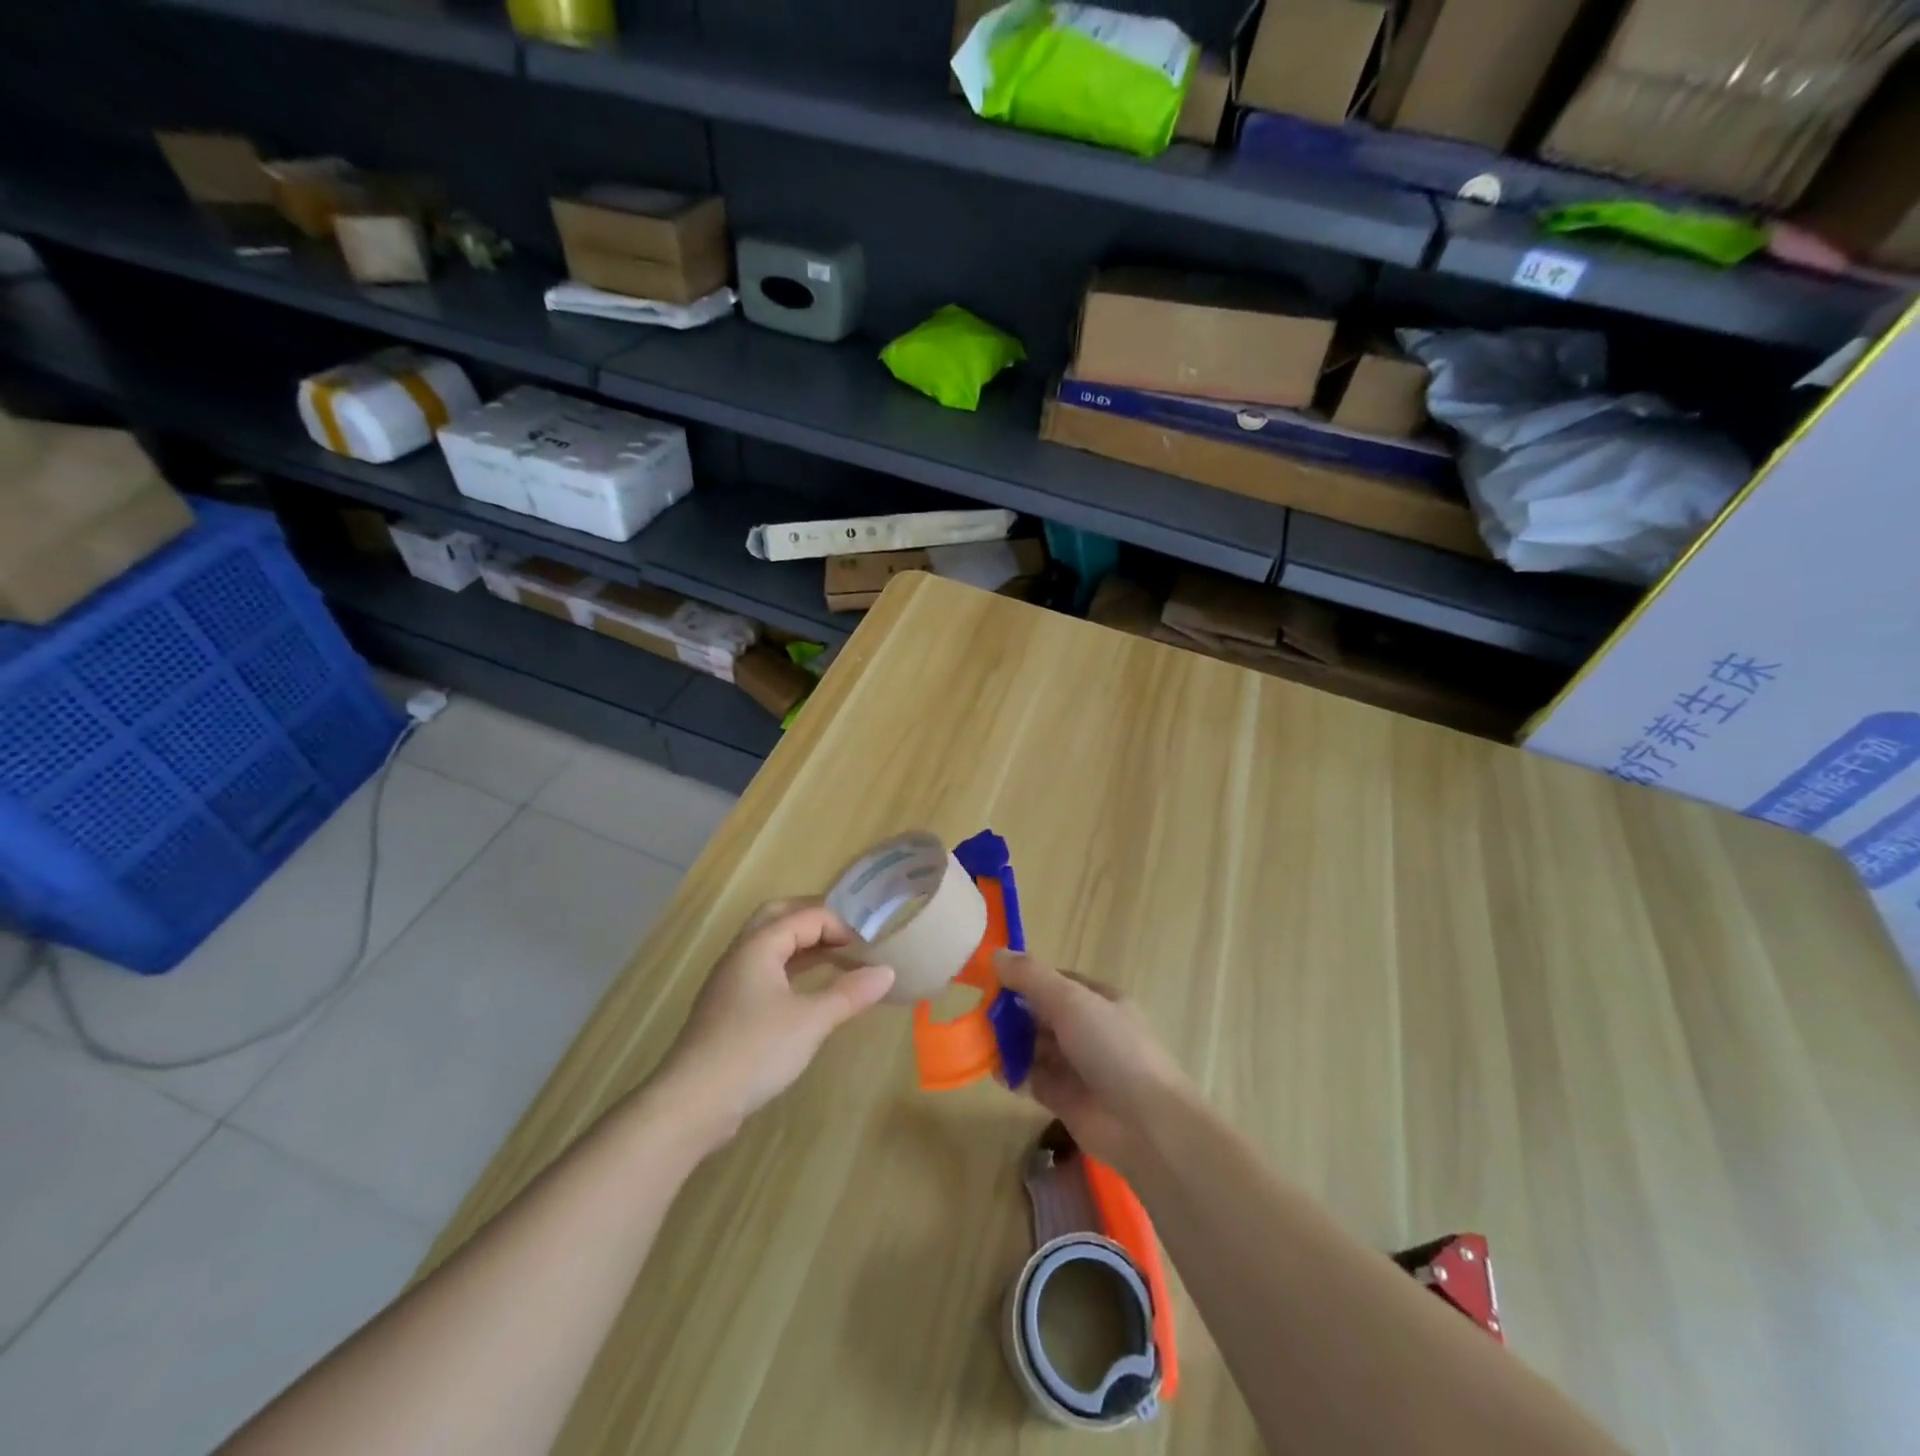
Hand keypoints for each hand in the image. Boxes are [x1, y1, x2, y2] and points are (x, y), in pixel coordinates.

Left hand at [657, 900, 894, 1146]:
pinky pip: (766, 972)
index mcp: (759, 945)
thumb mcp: (811, 1020)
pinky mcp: (730, 1008)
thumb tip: (887, 972)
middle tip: (849, 936)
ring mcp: (732, 981)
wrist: (693, 1102)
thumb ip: (850, 993)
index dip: (842, 926)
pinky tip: (810, 991)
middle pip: (780, 918)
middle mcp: (742, 953)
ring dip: (804, 946)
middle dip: (816, 921)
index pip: (807, 916)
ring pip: (771, 946)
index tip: (870, 949)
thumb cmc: (755, 1050)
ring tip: (839, 959)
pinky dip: (792, 970)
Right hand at [993, 952, 1190, 1167]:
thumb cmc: (1111, 1048)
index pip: (1056, 981)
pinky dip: (1012, 1074)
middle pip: (1041, 1014)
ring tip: (979, 1041)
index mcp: (1098, 1000)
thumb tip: (995, 954)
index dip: (1025, 978)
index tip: (991, 979)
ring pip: (1035, 1047)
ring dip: (1008, 1043)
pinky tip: (993, 1071)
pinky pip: (1032, 1079)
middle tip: (979, 1013)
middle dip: (1012, 1012)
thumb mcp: (1070, 1000)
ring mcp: (1077, 1066)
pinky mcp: (1065, 1099)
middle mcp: (1088, 1030)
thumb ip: (1031, 977)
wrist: (1145, 1124)